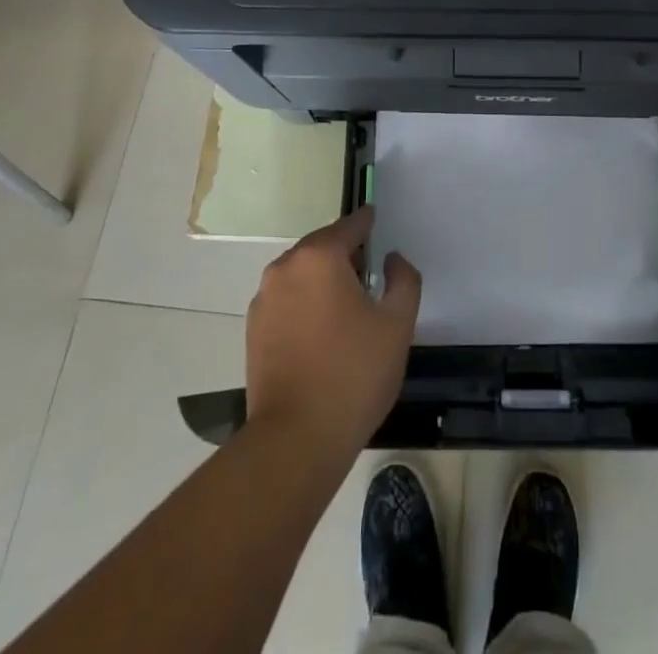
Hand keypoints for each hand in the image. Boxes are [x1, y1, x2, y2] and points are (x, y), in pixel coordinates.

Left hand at [246, 205, 421, 452]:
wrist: (295, 439)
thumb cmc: (353, 374)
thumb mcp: (397, 324)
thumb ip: (403, 280)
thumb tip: (391, 260)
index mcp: (319, 257)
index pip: (349, 226)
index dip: (367, 222)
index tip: (376, 219)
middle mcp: (286, 267)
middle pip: (322, 247)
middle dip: (345, 253)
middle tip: (369, 271)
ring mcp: (264, 299)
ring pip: (302, 273)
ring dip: (323, 279)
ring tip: (347, 304)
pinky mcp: (253, 330)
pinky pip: (287, 300)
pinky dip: (305, 302)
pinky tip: (322, 330)